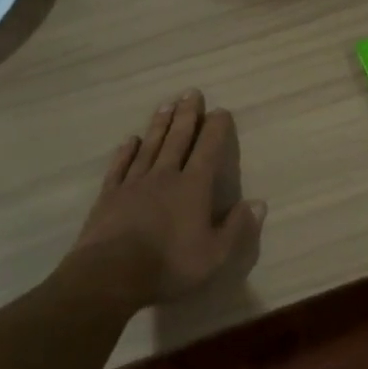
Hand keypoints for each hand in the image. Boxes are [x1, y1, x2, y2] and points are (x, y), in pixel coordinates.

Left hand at [74, 91, 265, 304]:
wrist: (109, 275)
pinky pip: (120, 166)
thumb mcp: (215, 255)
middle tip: (191, 92)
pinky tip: (130, 140)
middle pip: (177, 139)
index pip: (208, 150)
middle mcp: (164, 176)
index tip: (221, 110)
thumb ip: (237, 228)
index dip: (216, 129)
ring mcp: (133, 184)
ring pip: (150, 146)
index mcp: (193, 188)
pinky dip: (126, 151)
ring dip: (160, 124)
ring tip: (166, 104)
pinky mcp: (109, 196)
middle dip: (187, 115)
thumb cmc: (168, 266)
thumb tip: (258, 203)